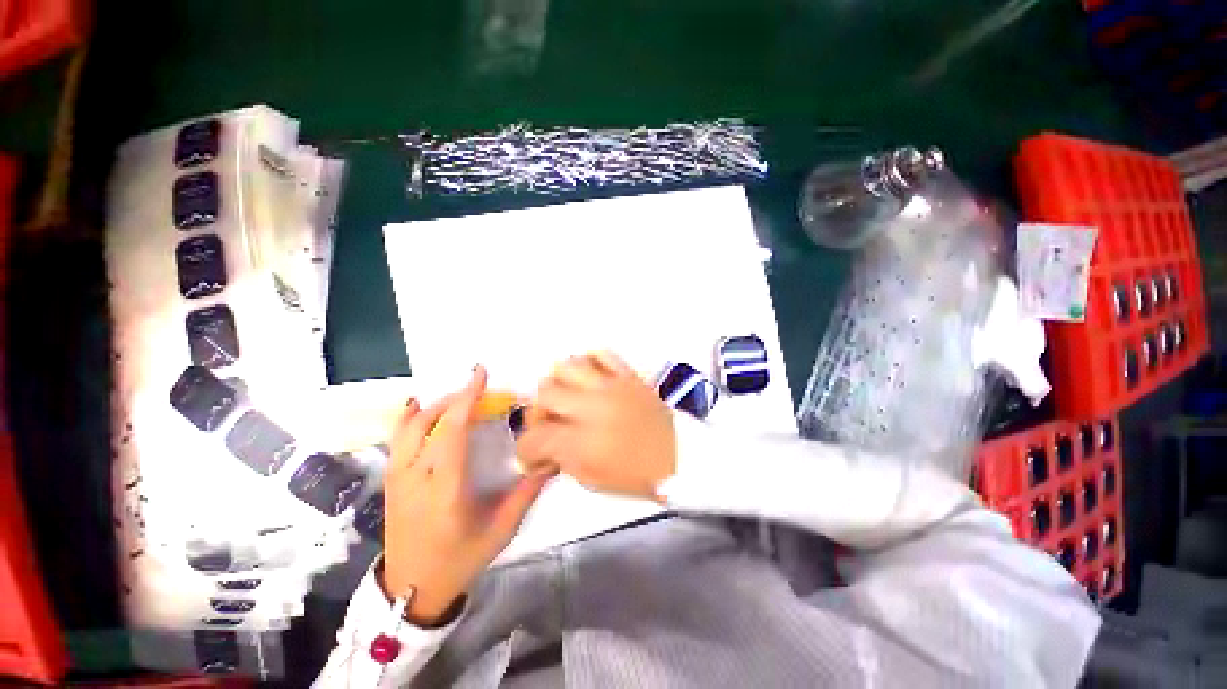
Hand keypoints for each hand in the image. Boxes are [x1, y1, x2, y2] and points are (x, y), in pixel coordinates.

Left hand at [383, 366, 551, 623]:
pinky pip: (396, 439)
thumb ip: (527, 493)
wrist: (412, 589)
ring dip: (436, 404)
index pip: (453, 431)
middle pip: (431, 421)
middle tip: (480, 388)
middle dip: (457, 397)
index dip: (467, 398)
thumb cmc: (460, 559)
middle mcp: (415, 477)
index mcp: (445, 488)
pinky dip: (407, 417)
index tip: (480, 374)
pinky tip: (418, 406)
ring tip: (459, 397)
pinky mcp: (390, 480)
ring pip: (410, 426)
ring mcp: (397, 477)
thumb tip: (551, 461)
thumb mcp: (500, 530)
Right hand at [517, 352, 676, 500]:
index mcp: (583, 442)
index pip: (535, 438)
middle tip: (548, 424)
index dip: (525, 450)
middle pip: (545, 393)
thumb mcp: (593, 479)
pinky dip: (589, 362)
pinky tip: (589, 378)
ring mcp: (611, 385)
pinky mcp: (627, 374)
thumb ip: (562, 458)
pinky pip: (601, 354)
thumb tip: (543, 448)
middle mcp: (592, 406)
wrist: (682, 457)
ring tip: (566, 397)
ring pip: (567, 366)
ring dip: (559, 383)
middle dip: (538, 412)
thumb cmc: (639, 475)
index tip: (532, 455)